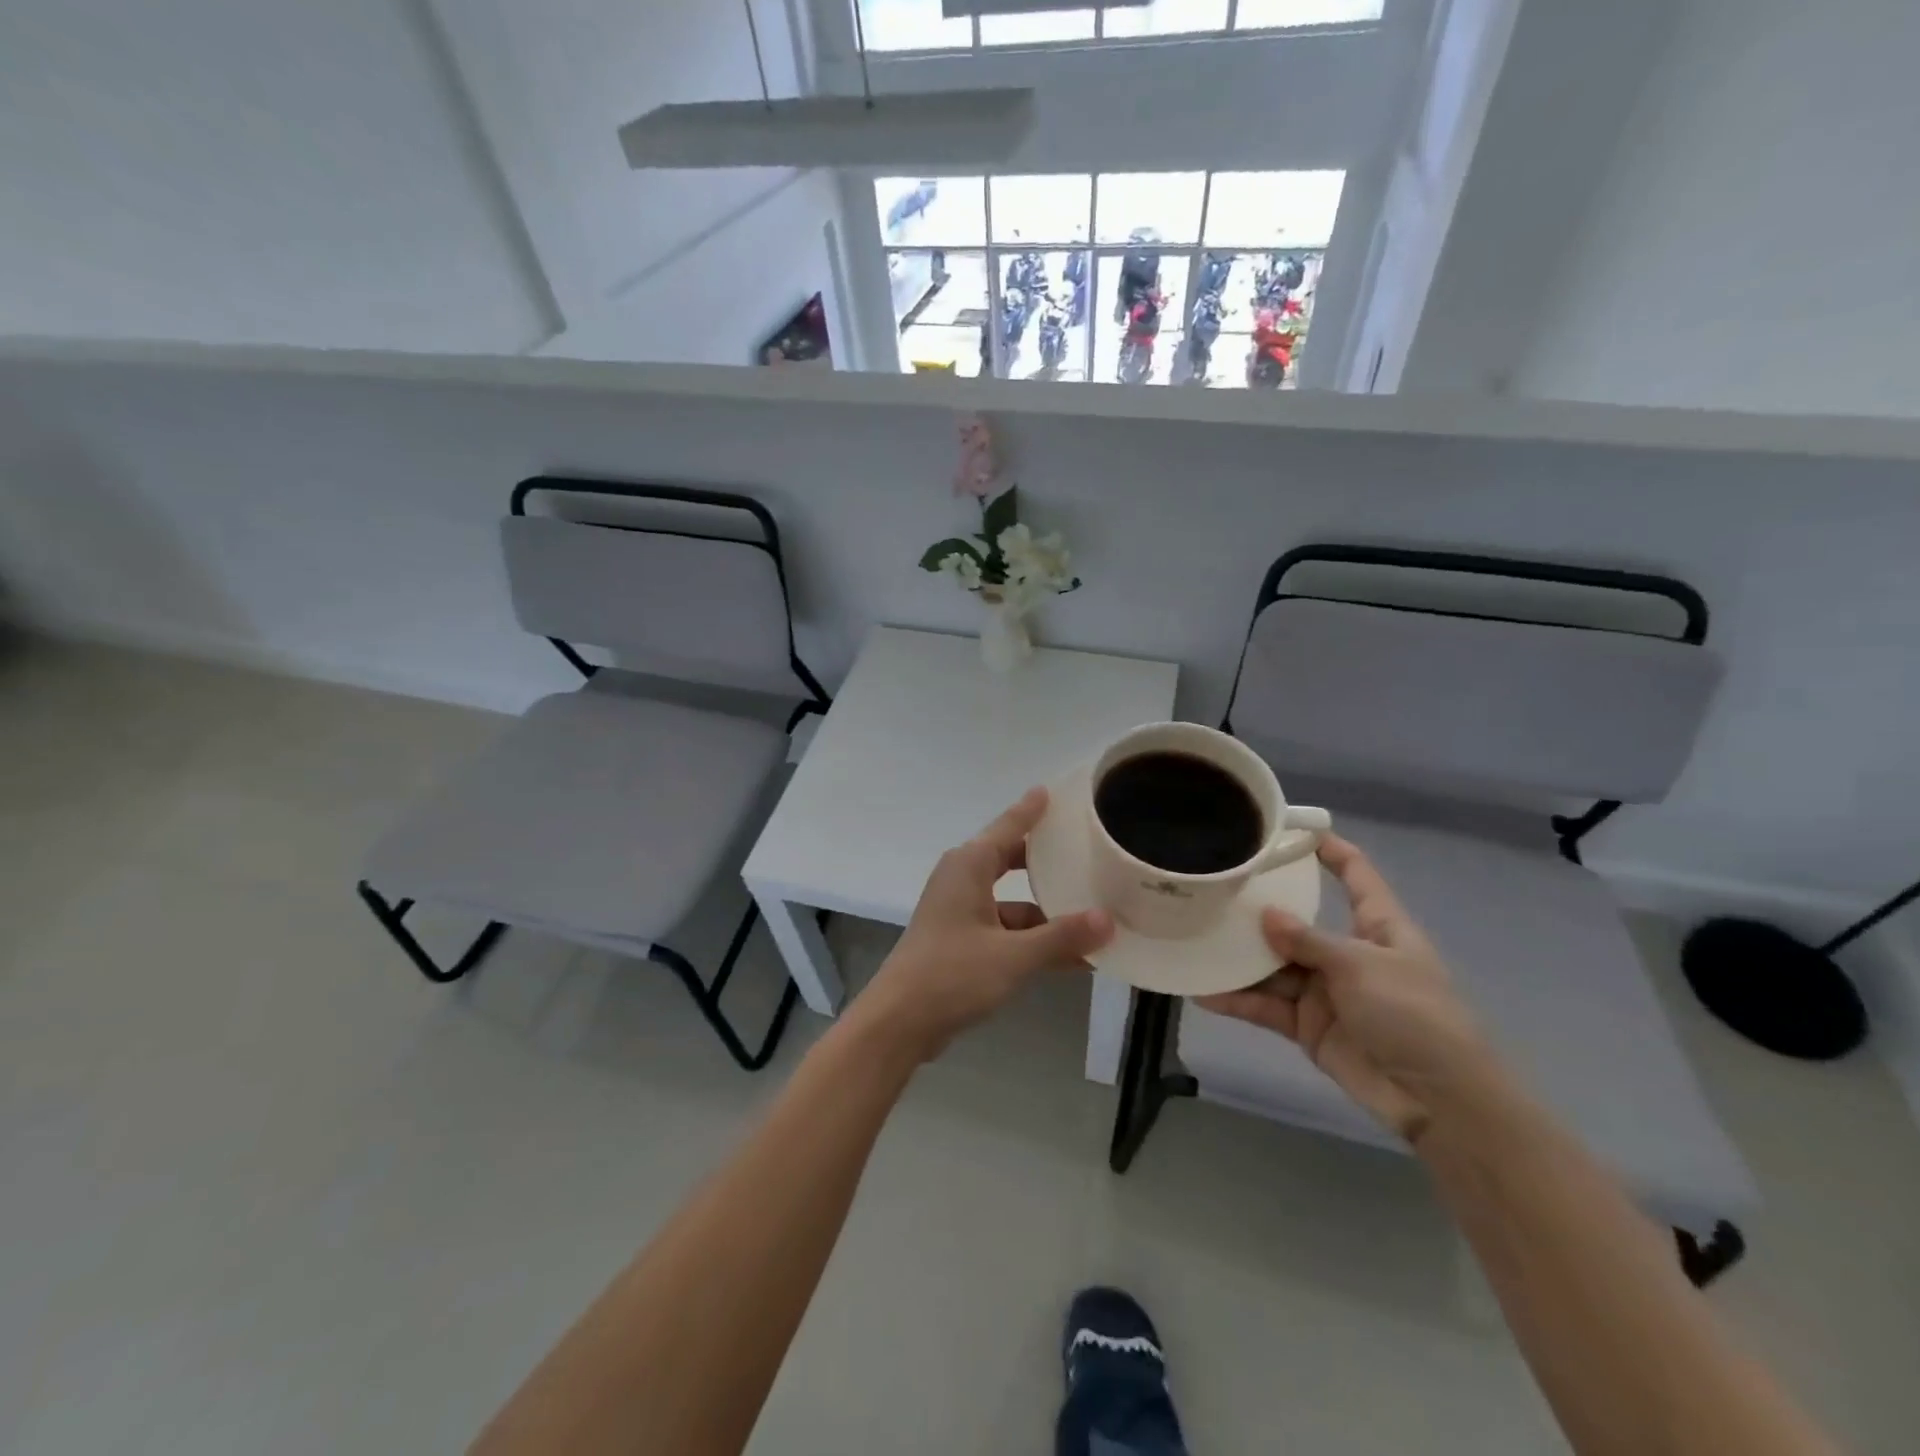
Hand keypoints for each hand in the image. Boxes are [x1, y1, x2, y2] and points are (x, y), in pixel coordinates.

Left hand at [854, 788, 1112, 1061]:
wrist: (899, 1023)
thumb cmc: (952, 975)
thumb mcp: (1013, 956)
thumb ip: (1062, 937)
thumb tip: (1108, 920)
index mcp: (970, 865)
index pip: (1010, 826)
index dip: (1033, 809)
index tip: (1058, 790)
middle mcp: (963, 879)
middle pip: (1014, 860)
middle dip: (1050, 862)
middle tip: (1090, 852)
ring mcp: (961, 911)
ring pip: (1014, 901)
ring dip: (1049, 914)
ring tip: (1098, 917)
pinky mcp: (962, 940)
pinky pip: (1006, 929)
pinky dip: (1034, 939)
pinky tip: (1074, 958)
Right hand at [1196, 835, 1495, 1142]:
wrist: (1437, 1101)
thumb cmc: (1413, 1015)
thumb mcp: (1362, 966)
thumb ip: (1309, 940)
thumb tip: (1266, 915)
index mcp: (1377, 926)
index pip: (1355, 875)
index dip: (1329, 849)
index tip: (1290, 828)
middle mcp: (1347, 952)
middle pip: (1298, 921)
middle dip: (1260, 908)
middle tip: (1216, 887)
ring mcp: (1325, 990)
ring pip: (1274, 965)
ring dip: (1240, 958)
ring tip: (1196, 938)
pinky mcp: (1308, 1025)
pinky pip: (1266, 1006)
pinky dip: (1238, 1000)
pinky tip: (1203, 990)